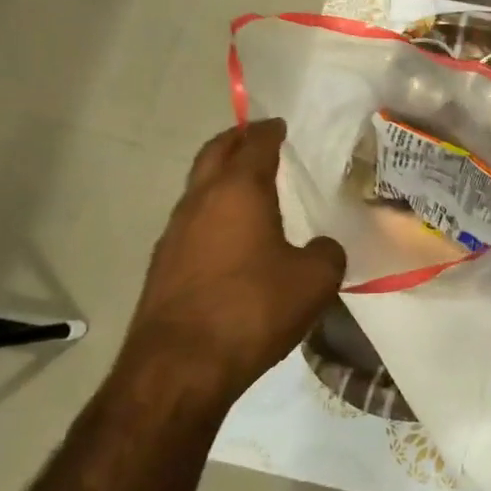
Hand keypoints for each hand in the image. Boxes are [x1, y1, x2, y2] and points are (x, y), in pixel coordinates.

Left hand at [126, 120, 345, 394]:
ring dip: (220, 177)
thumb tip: (321, 248)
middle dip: (235, 140)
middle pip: (214, 154)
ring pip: (198, 188)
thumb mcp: (315, 280)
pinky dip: (213, 211)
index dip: (269, 131)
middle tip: (256, 136)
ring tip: (247, 184)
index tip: (279, 124)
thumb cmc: (254, 309)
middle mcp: (200, 203)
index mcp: (239, 192)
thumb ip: (326, 253)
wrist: (180, 367)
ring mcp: (175, 234)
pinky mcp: (164, 266)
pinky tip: (231, 234)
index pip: (255, 146)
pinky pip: (193, 221)